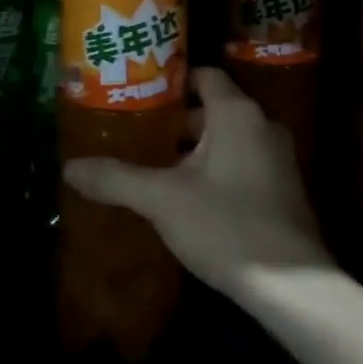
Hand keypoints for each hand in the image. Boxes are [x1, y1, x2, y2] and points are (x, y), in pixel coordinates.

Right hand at [61, 67, 332, 303]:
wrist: (293, 288)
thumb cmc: (226, 225)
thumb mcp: (162, 200)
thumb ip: (116, 178)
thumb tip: (69, 167)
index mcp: (237, 113)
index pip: (203, 75)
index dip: (170, 80)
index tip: (137, 92)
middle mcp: (262, 125)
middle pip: (212, 108)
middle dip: (174, 120)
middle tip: (135, 131)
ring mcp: (277, 158)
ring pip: (227, 139)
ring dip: (193, 148)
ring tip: (153, 163)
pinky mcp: (283, 189)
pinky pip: (241, 162)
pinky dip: (214, 168)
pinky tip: (187, 196)